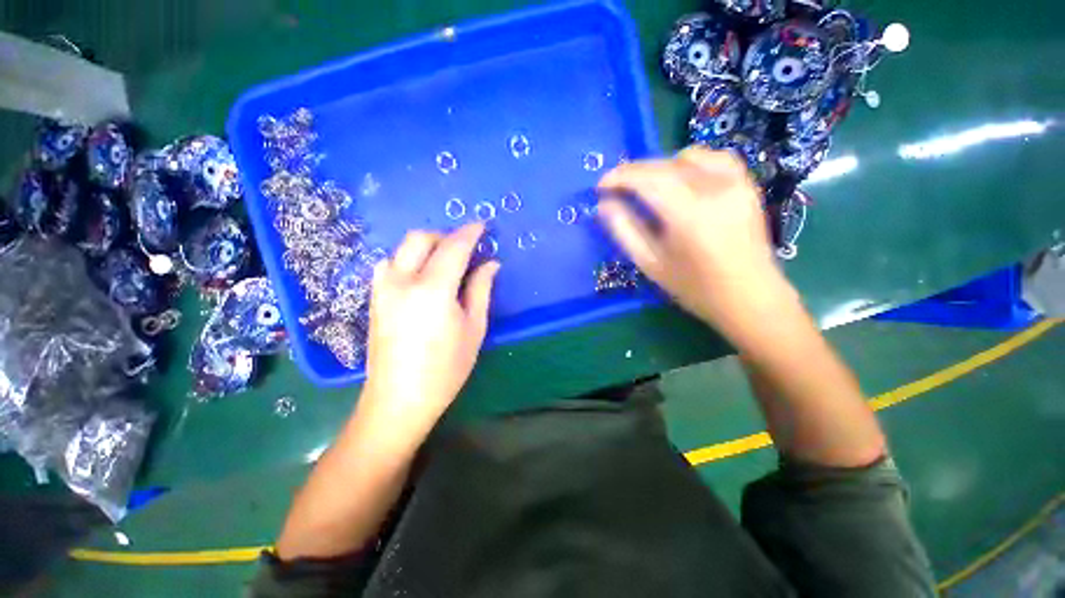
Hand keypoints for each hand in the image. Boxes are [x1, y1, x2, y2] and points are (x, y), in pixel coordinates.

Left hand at [358, 223, 499, 445]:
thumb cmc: (446, 368)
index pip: (453, 247)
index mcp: (433, 289)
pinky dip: (408, 259)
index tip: (483, 225)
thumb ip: (481, 290)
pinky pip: (390, 264)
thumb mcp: (473, 328)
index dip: (470, 233)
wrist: (398, 400)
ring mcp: (382, 289)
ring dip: (425, 246)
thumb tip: (491, 264)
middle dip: (445, 235)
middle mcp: (402, 281)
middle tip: (465, 248)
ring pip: (402, 249)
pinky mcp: (374, 299)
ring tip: (444, 262)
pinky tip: (421, 276)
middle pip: (421, 238)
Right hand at [596, 146, 793, 340]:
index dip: (620, 177)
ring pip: (689, 157)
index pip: (648, 180)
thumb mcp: (651, 264)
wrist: (750, 297)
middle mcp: (714, 190)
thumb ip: (625, 231)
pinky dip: (691, 163)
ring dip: (661, 167)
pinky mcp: (747, 185)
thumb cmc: (695, 288)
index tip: (601, 186)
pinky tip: (681, 178)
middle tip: (617, 187)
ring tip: (648, 186)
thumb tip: (604, 205)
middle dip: (635, 172)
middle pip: (665, 166)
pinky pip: (716, 158)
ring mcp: (736, 184)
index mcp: (688, 215)